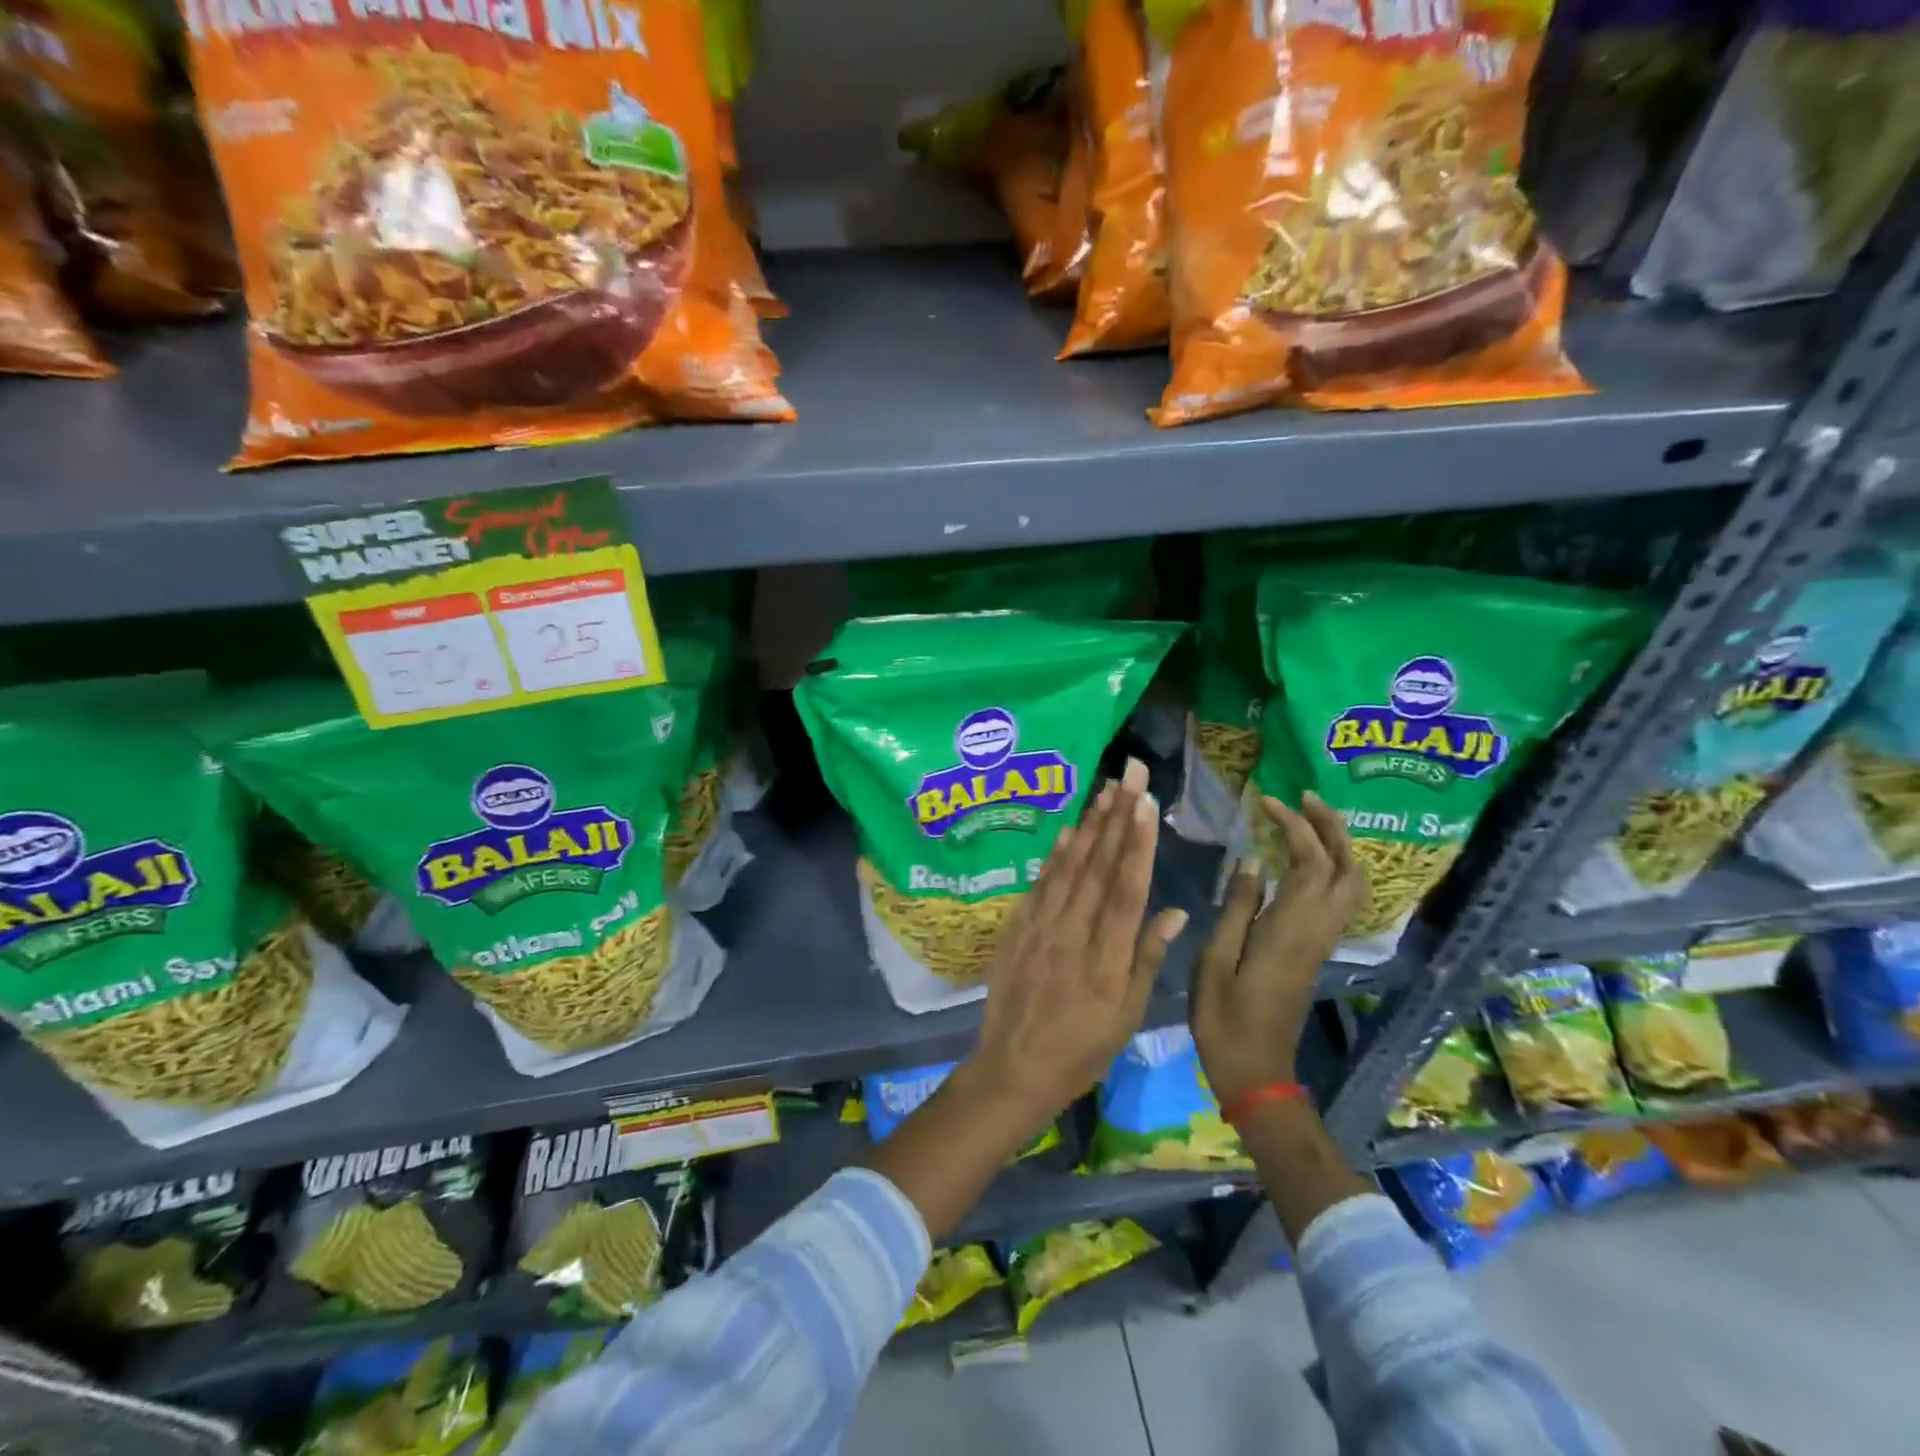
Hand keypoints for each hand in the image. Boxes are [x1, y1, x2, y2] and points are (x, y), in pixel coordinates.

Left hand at [956, 757, 1190, 1136]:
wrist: (1013, 1068)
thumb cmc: (1081, 1050)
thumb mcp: (1126, 1017)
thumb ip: (1146, 959)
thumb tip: (1171, 910)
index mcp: (1106, 958)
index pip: (1125, 890)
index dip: (1136, 844)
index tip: (1145, 804)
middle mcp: (1072, 934)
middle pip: (1098, 867)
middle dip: (1116, 817)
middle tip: (1129, 774)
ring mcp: (1040, 928)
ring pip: (1069, 868)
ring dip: (1088, 826)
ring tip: (1105, 789)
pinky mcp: (1017, 929)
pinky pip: (1039, 885)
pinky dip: (1054, 855)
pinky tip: (1067, 831)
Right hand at [1191, 792, 1360, 1105]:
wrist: (1256, 1072)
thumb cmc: (1224, 1018)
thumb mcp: (1215, 960)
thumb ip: (1236, 908)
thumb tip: (1252, 861)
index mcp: (1290, 929)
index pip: (1309, 862)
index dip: (1293, 826)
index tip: (1266, 802)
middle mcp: (1316, 930)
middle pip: (1346, 868)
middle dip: (1331, 827)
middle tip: (1303, 797)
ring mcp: (1320, 942)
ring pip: (1349, 884)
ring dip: (1336, 846)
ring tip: (1305, 819)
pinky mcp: (1315, 951)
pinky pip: (1336, 898)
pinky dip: (1327, 867)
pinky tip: (1298, 859)